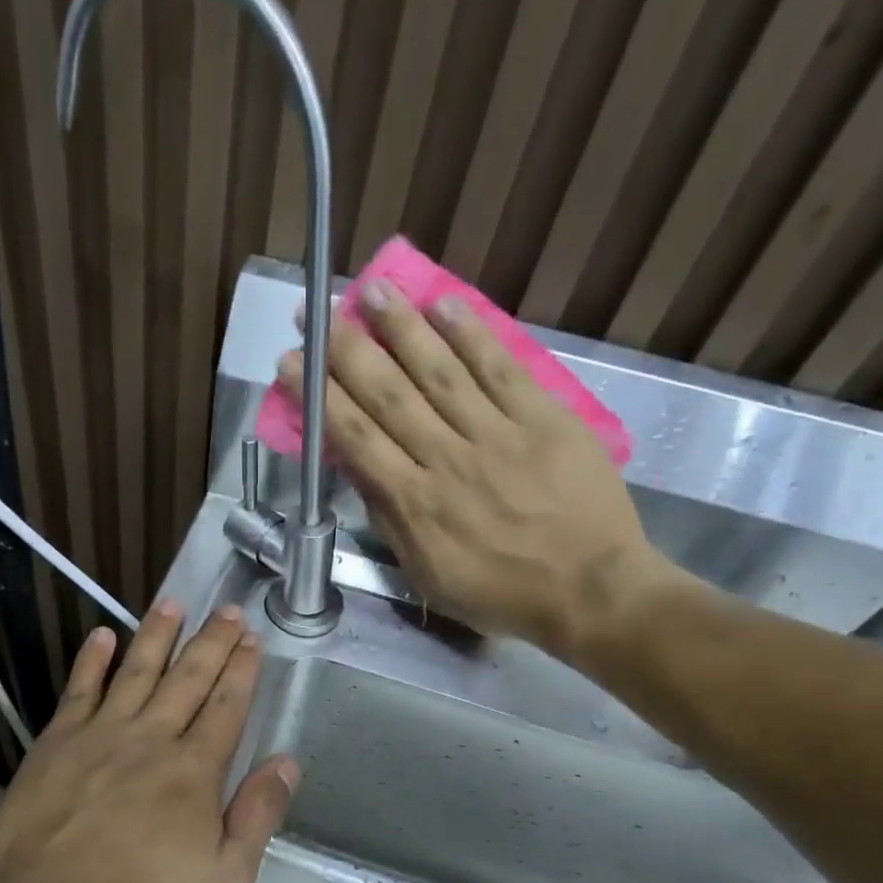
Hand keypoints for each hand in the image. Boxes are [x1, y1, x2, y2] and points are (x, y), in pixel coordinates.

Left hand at [0, 602, 299, 882]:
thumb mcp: (223, 878)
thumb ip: (257, 815)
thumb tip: (286, 763)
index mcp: (194, 770)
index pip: (226, 706)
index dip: (242, 670)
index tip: (252, 639)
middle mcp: (151, 738)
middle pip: (188, 678)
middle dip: (212, 642)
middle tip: (227, 610)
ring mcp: (100, 735)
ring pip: (136, 671)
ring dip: (157, 635)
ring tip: (172, 604)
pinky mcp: (56, 743)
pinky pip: (79, 689)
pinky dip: (93, 660)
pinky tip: (103, 636)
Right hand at [280, 282, 675, 666]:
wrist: (590, 590)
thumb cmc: (500, 593)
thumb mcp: (427, 575)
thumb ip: (391, 521)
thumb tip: (359, 471)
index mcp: (415, 503)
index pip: (356, 438)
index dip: (319, 397)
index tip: (292, 363)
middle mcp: (447, 459)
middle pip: (389, 395)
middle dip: (346, 351)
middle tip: (316, 311)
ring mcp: (498, 434)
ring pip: (439, 372)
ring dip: (401, 328)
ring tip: (371, 289)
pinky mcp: (544, 419)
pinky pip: (501, 369)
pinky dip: (472, 334)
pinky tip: (444, 302)